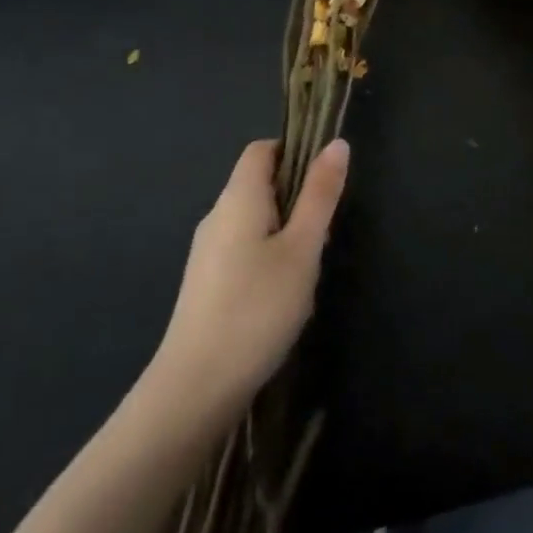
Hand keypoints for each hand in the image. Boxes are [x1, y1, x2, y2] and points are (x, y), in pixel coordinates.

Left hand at [138, 139, 348, 440]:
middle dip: (296, 194)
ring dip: (285, 227)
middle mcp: (217, 217)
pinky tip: (284, 291)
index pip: (261, 150)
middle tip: (325, 228)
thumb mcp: (303, 248)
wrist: (195, 388)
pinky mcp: (206, 283)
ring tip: (309, 263)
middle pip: (258, 183)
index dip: (295, 150)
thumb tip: (337, 143)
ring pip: (253, 218)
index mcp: (238, 198)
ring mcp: (206, 252)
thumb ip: (320, 194)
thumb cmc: (257, 308)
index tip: (326, 176)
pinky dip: (268, 252)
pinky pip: (242, 247)